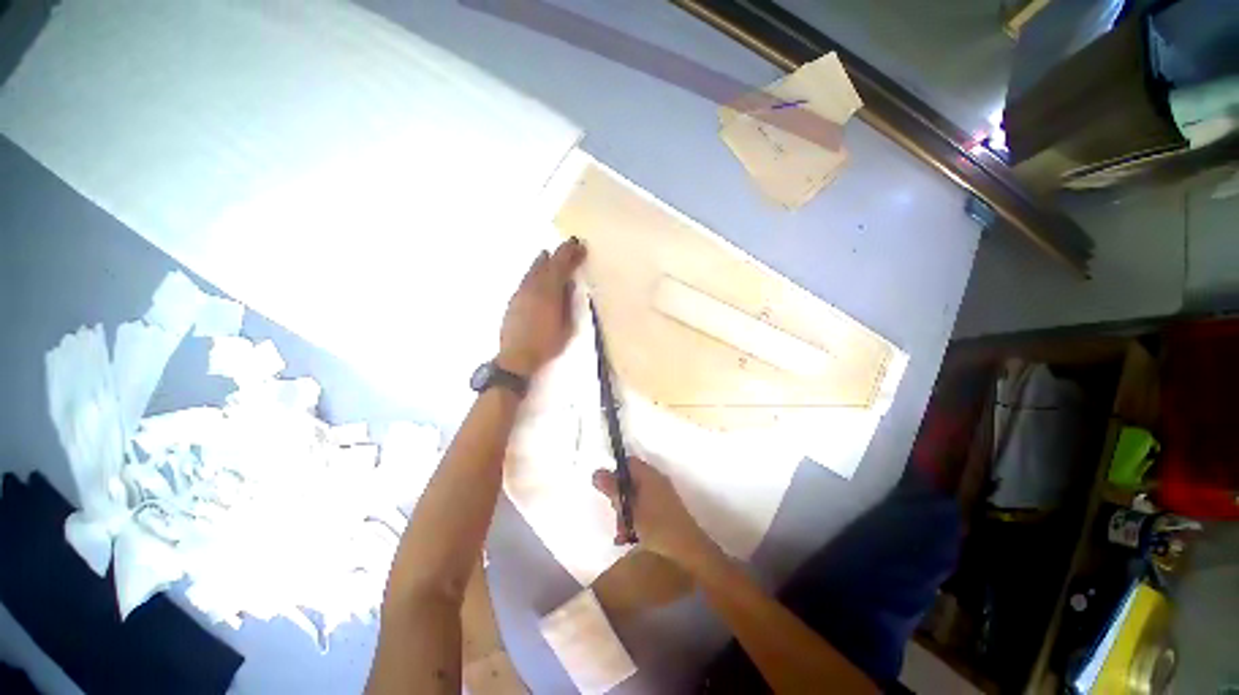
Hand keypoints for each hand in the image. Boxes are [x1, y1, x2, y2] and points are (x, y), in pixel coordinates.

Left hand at [498, 238, 585, 377]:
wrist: (516, 357)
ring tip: (549, 255)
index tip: (579, 245)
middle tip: (569, 247)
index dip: (570, 253)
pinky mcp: (514, 300)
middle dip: (558, 254)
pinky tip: (538, 275)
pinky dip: (535, 272)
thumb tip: (569, 285)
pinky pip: (526, 279)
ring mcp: (521, 293)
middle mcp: (533, 287)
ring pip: (533, 270)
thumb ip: (568, 303)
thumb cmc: (547, 344)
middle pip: (546, 264)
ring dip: (544, 261)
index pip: (560, 265)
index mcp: (549, 292)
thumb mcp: (567, 326)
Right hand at [593, 458, 716, 565]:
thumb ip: (613, 490)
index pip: (628, 463)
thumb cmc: (656, 526)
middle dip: (620, 499)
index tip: (607, 491)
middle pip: (631, 481)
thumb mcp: (629, 509)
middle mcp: (656, 480)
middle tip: (617, 517)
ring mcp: (662, 495)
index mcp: (649, 475)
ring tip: (622, 534)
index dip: (615, 473)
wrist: (688, 549)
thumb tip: (596, 472)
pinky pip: (645, 507)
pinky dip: (636, 519)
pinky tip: (630, 537)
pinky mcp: (666, 509)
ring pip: (636, 497)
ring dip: (626, 514)